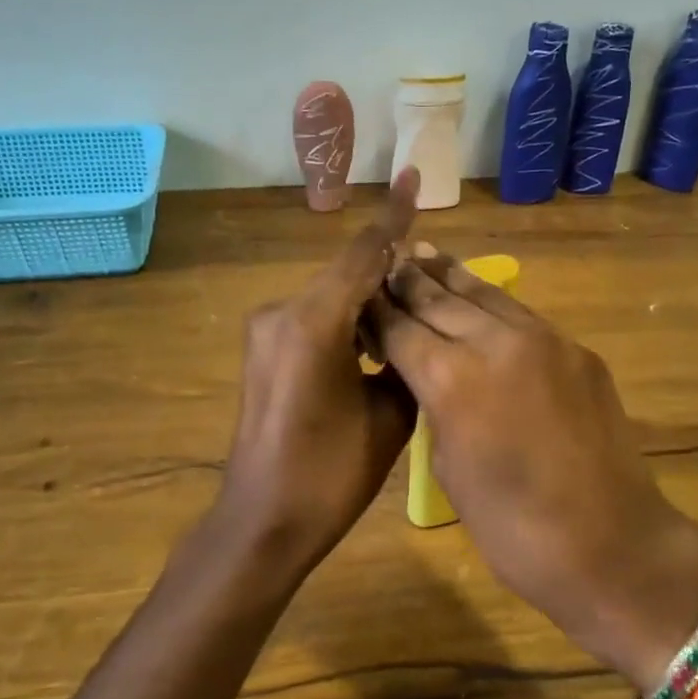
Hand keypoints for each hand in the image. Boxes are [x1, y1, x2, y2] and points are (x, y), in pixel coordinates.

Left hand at [214, 170, 420, 575]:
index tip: (415, 177)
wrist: (264, 521)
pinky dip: (346, 323)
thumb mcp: (390, 417)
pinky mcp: (262, 351)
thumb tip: (412, 329)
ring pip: (331, 298)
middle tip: (435, 280)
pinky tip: (375, 341)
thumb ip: (404, 357)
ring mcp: (265, 332)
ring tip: (413, 315)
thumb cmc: (332, 475)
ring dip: (368, 302)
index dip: (394, 218)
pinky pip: (313, 320)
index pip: (363, 255)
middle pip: (346, 275)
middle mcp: (282, 313)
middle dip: (389, 272)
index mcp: (314, 323)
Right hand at [371, 254, 697, 690]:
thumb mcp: (450, 468)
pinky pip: (523, 316)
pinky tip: (481, 296)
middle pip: (440, 300)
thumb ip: (436, 407)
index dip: (377, 311)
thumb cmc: (512, 528)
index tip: (359, 295)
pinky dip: (493, 303)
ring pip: (485, 295)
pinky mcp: (578, 351)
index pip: (401, 328)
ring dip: (451, 277)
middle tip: (387, 262)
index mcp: (452, 379)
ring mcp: (544, 341)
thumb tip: (430, 375)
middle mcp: (495, 342)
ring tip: (427, 254)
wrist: (610, 544)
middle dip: (409, 282)